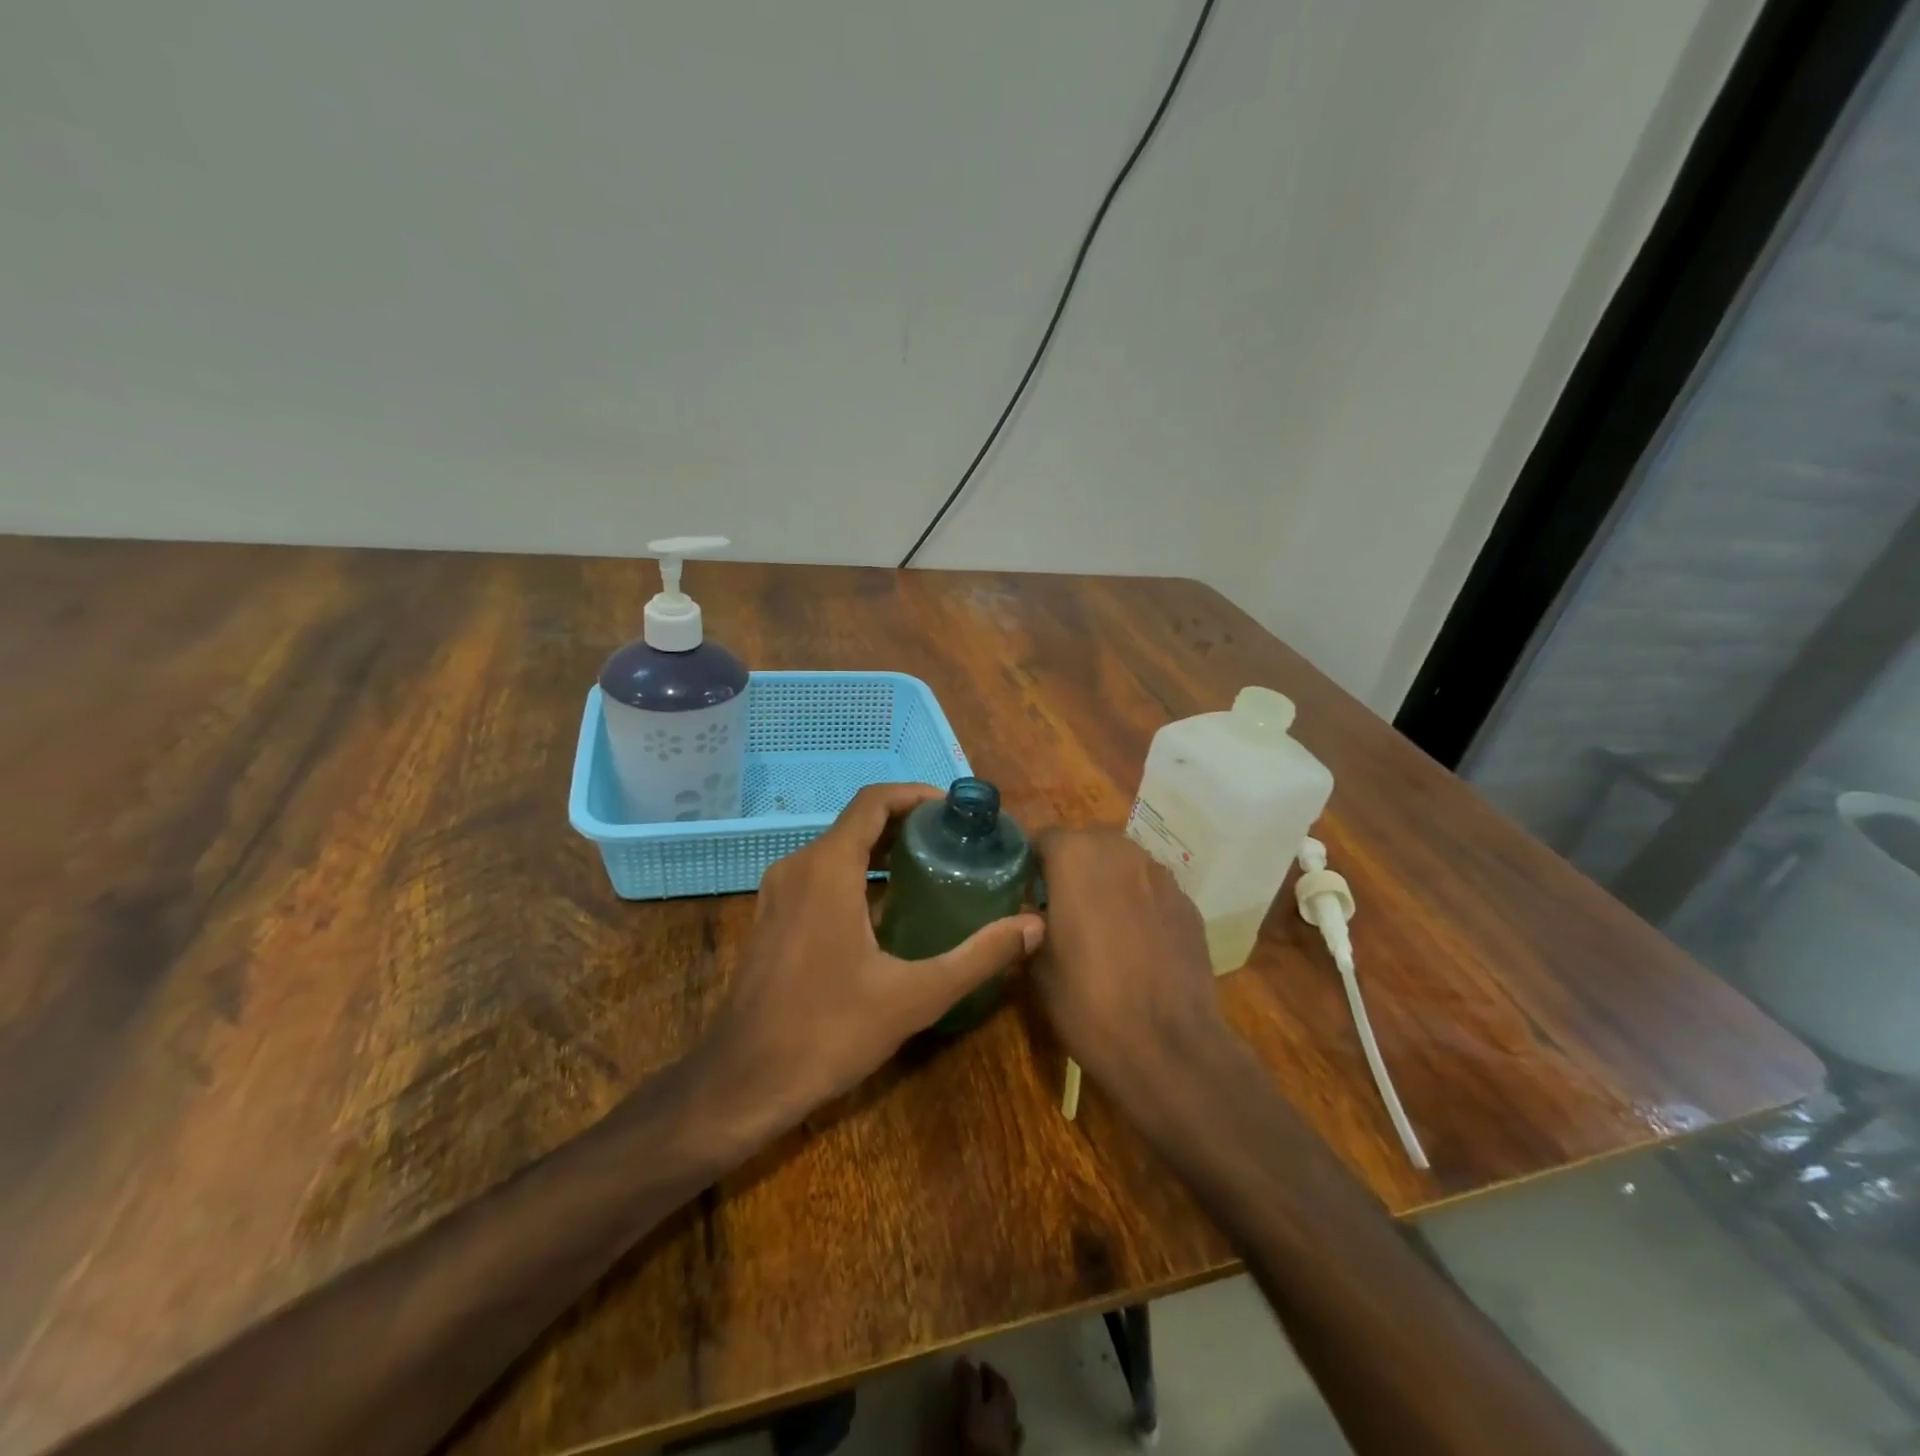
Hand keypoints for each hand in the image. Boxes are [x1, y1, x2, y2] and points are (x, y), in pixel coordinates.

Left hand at [702, 783, 1044, 1129]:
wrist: (743, 1082)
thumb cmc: (828, 1032)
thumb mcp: (914, 996)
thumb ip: (978, 957)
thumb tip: (1034, 926)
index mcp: (827, 868)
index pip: (873, 801)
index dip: (915, 795)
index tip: (954, 811)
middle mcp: (797, 866)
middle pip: (857, 823)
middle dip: (906, 825)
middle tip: (954, 844)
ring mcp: (778, 892)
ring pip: (836, 850)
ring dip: (881, 851)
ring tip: (930, 871)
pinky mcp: (770, 917)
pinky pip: (819, 876)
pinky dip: (856, 875)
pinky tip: (886, 910)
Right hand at [1030, 828, 1229, 1092]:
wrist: (1167, 1045)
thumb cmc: (1087, 1000)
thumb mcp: (1036, 966)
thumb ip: (1029, 926)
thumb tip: (1032, 917)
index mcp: (1076, 857)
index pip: (1043, 838)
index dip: (1030, 864)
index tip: (1024, 893)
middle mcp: (1121, 851)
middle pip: (1087, 845)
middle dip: (1072, 868)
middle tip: (1058, 908)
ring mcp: (1161, 875)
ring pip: (1123, 865)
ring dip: (1107, 883)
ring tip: (1099, 926)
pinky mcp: (1188, 904)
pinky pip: (1152, 891)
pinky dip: (1139, 905)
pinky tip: (1136, 944)